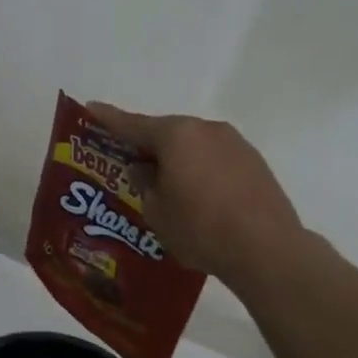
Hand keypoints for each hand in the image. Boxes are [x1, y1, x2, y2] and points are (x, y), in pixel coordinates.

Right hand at [85, 102, 301, 295]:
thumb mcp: (157, 211)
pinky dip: (201, 172)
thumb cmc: (200, 228)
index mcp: (177, 135)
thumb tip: (145, 169)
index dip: (109, 120)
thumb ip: (145, 184)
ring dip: (178, 160)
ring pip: (194, 147)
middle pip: (168, 133)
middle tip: (129, 163)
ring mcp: (236, 144)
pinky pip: (216, 160)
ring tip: (166, 187)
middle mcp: (207, 129)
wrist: (266, 249)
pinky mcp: (255, 163)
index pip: (133, 125)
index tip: (91, 109)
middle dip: (148, 147)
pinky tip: (199, 197)